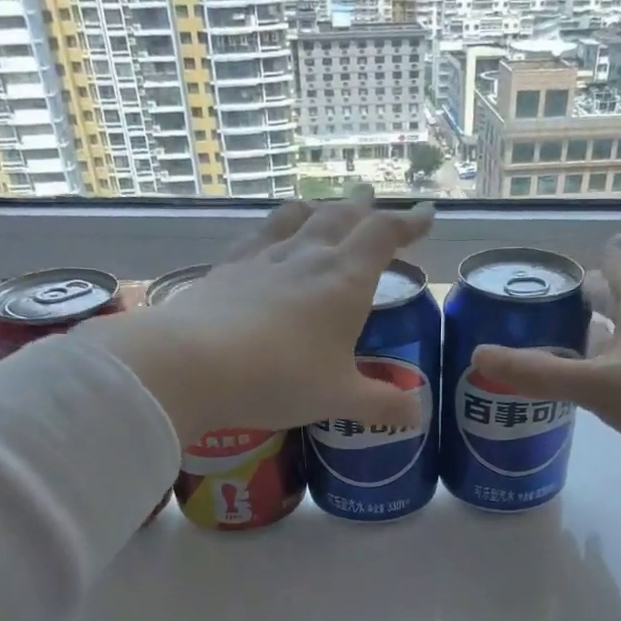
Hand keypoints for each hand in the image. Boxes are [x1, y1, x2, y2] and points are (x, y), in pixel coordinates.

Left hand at [80, 187, 434, 442]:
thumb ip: (382, 405)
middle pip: (342, 216)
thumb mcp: (339, 399)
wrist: (194, 364)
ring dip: (321, 209)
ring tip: (327, 209)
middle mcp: (309, 256)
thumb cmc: (280, 379)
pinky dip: (277, 226)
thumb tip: (418, 416)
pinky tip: (270, 236)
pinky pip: (260, 234)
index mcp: (346, 280)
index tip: (427, 214)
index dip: (409, 221)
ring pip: (300, 217)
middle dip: (365, 209)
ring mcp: (265, 257)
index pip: (384, 234)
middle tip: (375, 204)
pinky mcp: (229, 267)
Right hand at [471, 239, 620, 506]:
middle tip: (538, 307)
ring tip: (549, 348)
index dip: (591, 256)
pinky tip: (584, 394)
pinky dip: (605, 377)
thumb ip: (538, 372)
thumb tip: (477, 356)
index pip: (616, 264)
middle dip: (583, 301)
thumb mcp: (599, 382)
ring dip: (592, 343)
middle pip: (618, 302)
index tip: (558, 259)